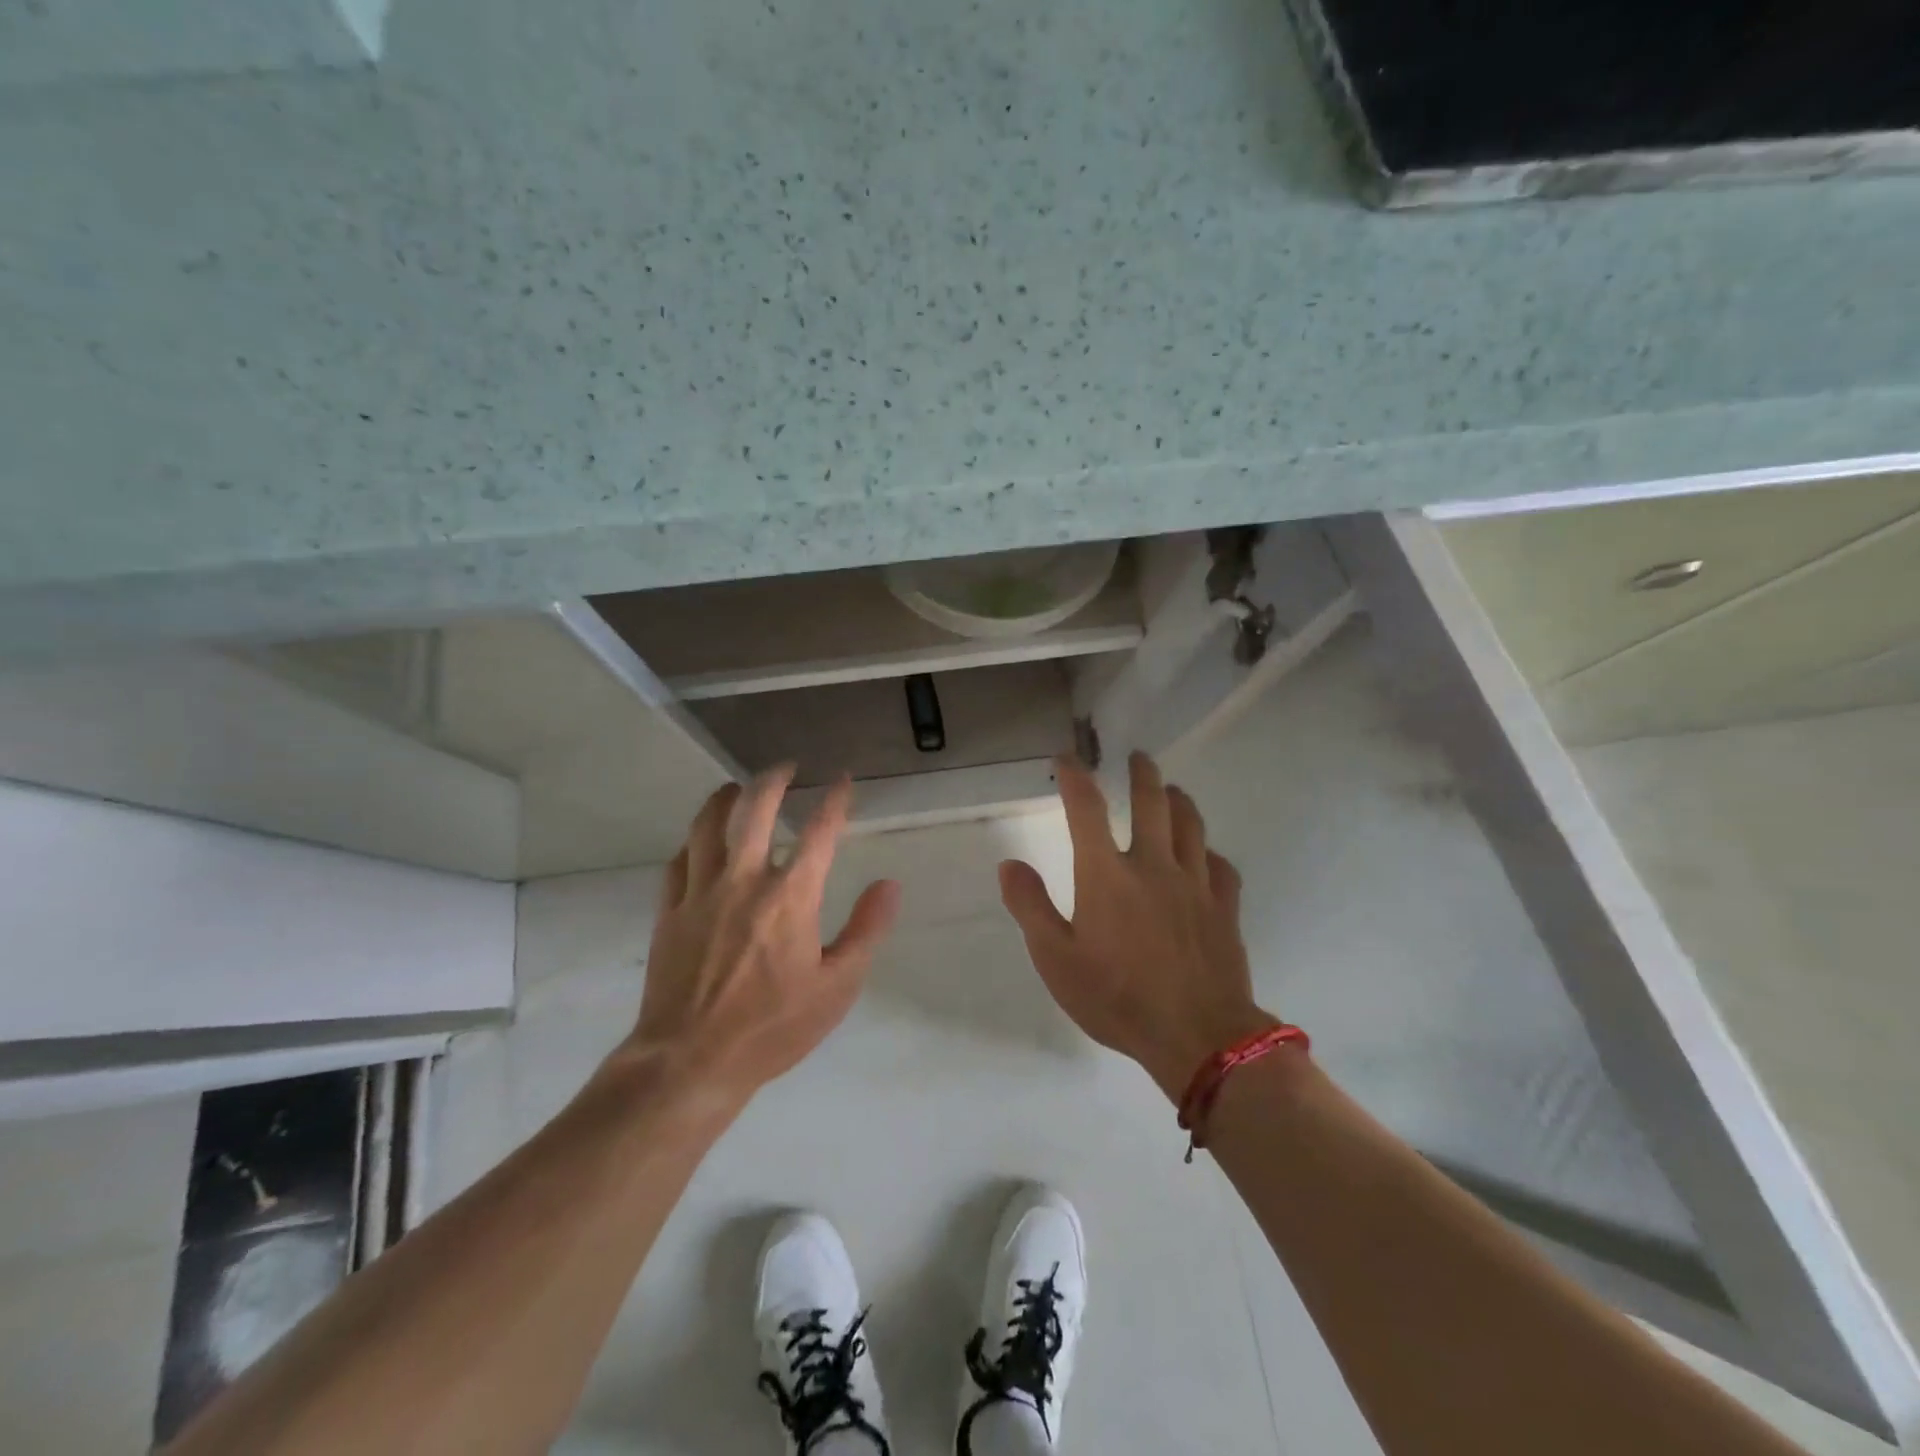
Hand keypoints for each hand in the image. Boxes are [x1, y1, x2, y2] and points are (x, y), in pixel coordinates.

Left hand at [624, 768, 900, 1105]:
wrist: (690, 1061)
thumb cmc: (773, 1027)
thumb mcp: (837, 986)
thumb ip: (866, 929)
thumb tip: (889, 883)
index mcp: (790, 895)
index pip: (820, 831)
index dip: (835, 799)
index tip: (843, 780)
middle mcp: (744, 880)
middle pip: (756, 809)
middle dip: (774, 779)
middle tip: (786, 767)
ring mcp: (700, 892)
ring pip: (708, 824)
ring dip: (725, 797)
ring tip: (735, 786)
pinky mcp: (669, 910)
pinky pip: (679, 859)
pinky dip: (693, 841)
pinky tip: (699, 840)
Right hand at [1000, 752, 1274, 1100]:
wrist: (1198, 1036)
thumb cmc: (1117, 998)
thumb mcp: (1056, 960)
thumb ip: (1031, 907)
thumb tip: (1010, 865)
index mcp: (1107, 874)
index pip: (1087, 809)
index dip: (1075, 778)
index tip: (1067, 758)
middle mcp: (1153, 865)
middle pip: (1152, 803)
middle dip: (1142, 774)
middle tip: (1138, 757)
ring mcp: (1195, 884)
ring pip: (1190, 825)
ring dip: (1179, 800)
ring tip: (1172, 789)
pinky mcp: (1224, 907)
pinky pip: (1220, 866)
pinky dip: (1209, 851)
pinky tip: (1205, 855)